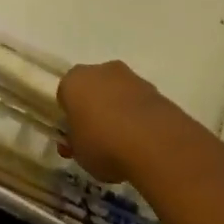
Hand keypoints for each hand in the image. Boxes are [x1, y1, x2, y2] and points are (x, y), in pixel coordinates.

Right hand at [57, 60, 182, 184]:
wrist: (156, 144)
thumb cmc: (104, 145)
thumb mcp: (78, 153)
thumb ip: (75, 142)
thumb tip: (77, 140)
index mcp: (74, 81)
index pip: (66, 94)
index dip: (70, 116)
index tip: (76, 136)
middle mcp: (100, 70)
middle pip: (94, 88)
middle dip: (95, 108)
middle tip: (99, 138)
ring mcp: (131, 78)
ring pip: (119, 94)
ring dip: (120, 111)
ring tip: (126, 144)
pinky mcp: (157, 90)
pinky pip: (140, 104)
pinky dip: (140, 118)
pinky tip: (145, 142)